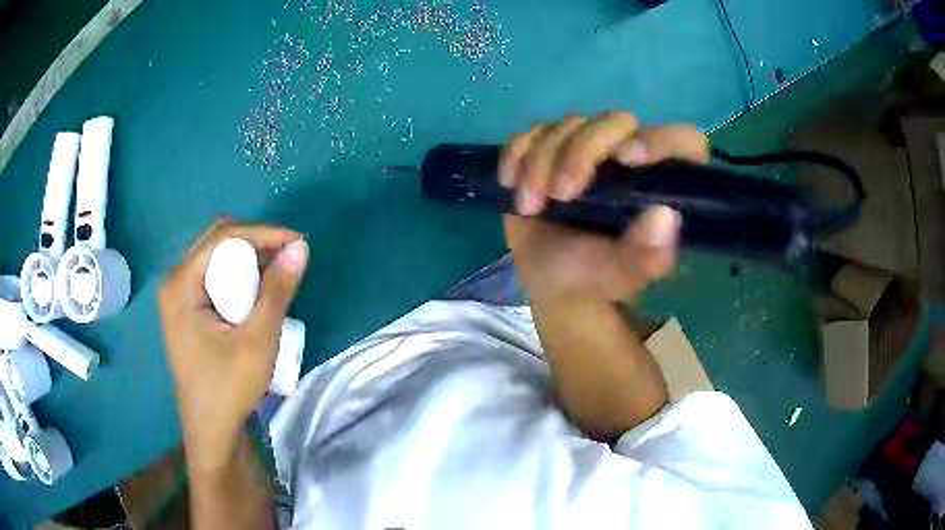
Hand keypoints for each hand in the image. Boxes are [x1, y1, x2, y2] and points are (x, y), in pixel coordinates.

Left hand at [158, 218, 308, 470]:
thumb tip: (300, 248)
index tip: (297, 243)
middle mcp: (174, 281)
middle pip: (217, 242)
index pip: (223, 237)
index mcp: (181, 284)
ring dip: (248, 259)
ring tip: (279, 275)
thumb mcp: (259, 339)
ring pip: (216, 258)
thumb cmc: (229, 387)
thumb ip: (278, 290)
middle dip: (256, 243)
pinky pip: (214, 277)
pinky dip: (238, 276)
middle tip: (289, 259)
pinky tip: (257, 293)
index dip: (263, 233)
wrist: (212, 429)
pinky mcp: (186, 309)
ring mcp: (178, 295)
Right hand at [499, 112, 708, 302]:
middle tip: (559, 195)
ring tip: (529, 205)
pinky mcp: (551, 148)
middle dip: (580, 153)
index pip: (683, 142)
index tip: (626, 159)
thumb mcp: (620, 275)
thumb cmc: (592, 277)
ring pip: (569, 124)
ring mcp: (588, 149)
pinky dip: (517, 153)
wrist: (548, 279)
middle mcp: (629, 157)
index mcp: (660, 184)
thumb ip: (646, 256)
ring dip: (540, 160)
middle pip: (615, 122)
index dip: (661, 139)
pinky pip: (532, 131)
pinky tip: (512, 183)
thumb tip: (665, 216)